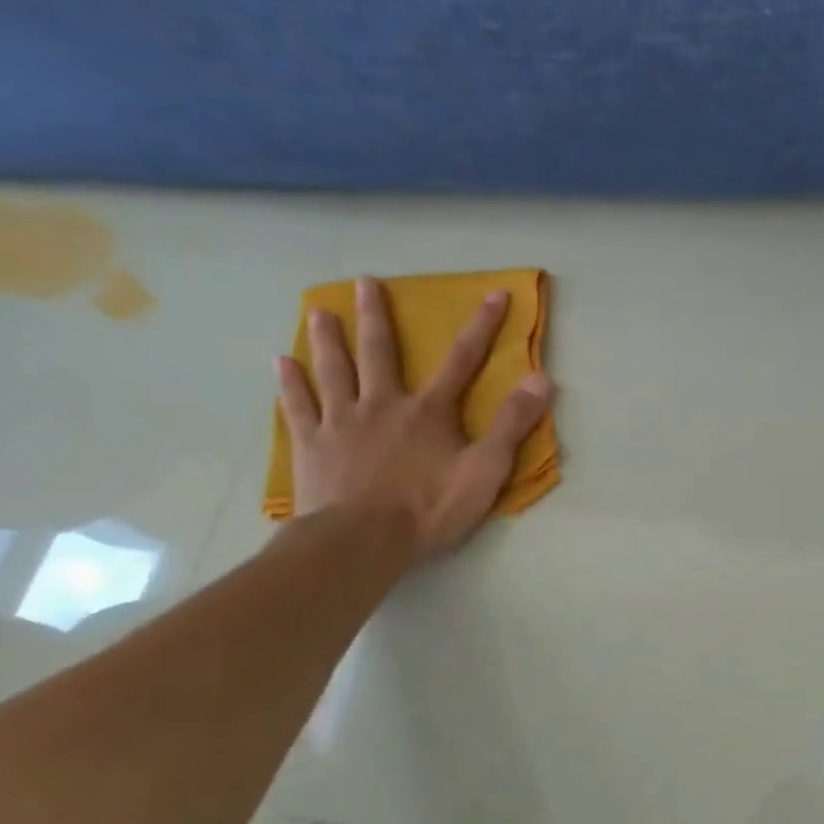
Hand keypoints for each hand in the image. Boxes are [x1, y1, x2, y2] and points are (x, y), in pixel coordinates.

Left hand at [276, 277, 554, 559]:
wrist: (362, 541)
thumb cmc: (429, 508)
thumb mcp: (486, 470)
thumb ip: (512, 424)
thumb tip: (542, 379)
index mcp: (428, 412)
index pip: (462, 361)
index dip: (482, 327)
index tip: (494, 294)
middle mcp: (382, 405)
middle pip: (379, 353)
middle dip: (376, 316)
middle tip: (364, 282)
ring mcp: (341, 423)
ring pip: (333, 371)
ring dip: (327, 339)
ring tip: (317, 311)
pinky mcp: (312, 446)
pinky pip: (298, 407)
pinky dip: (290, 384)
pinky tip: (281, 363)